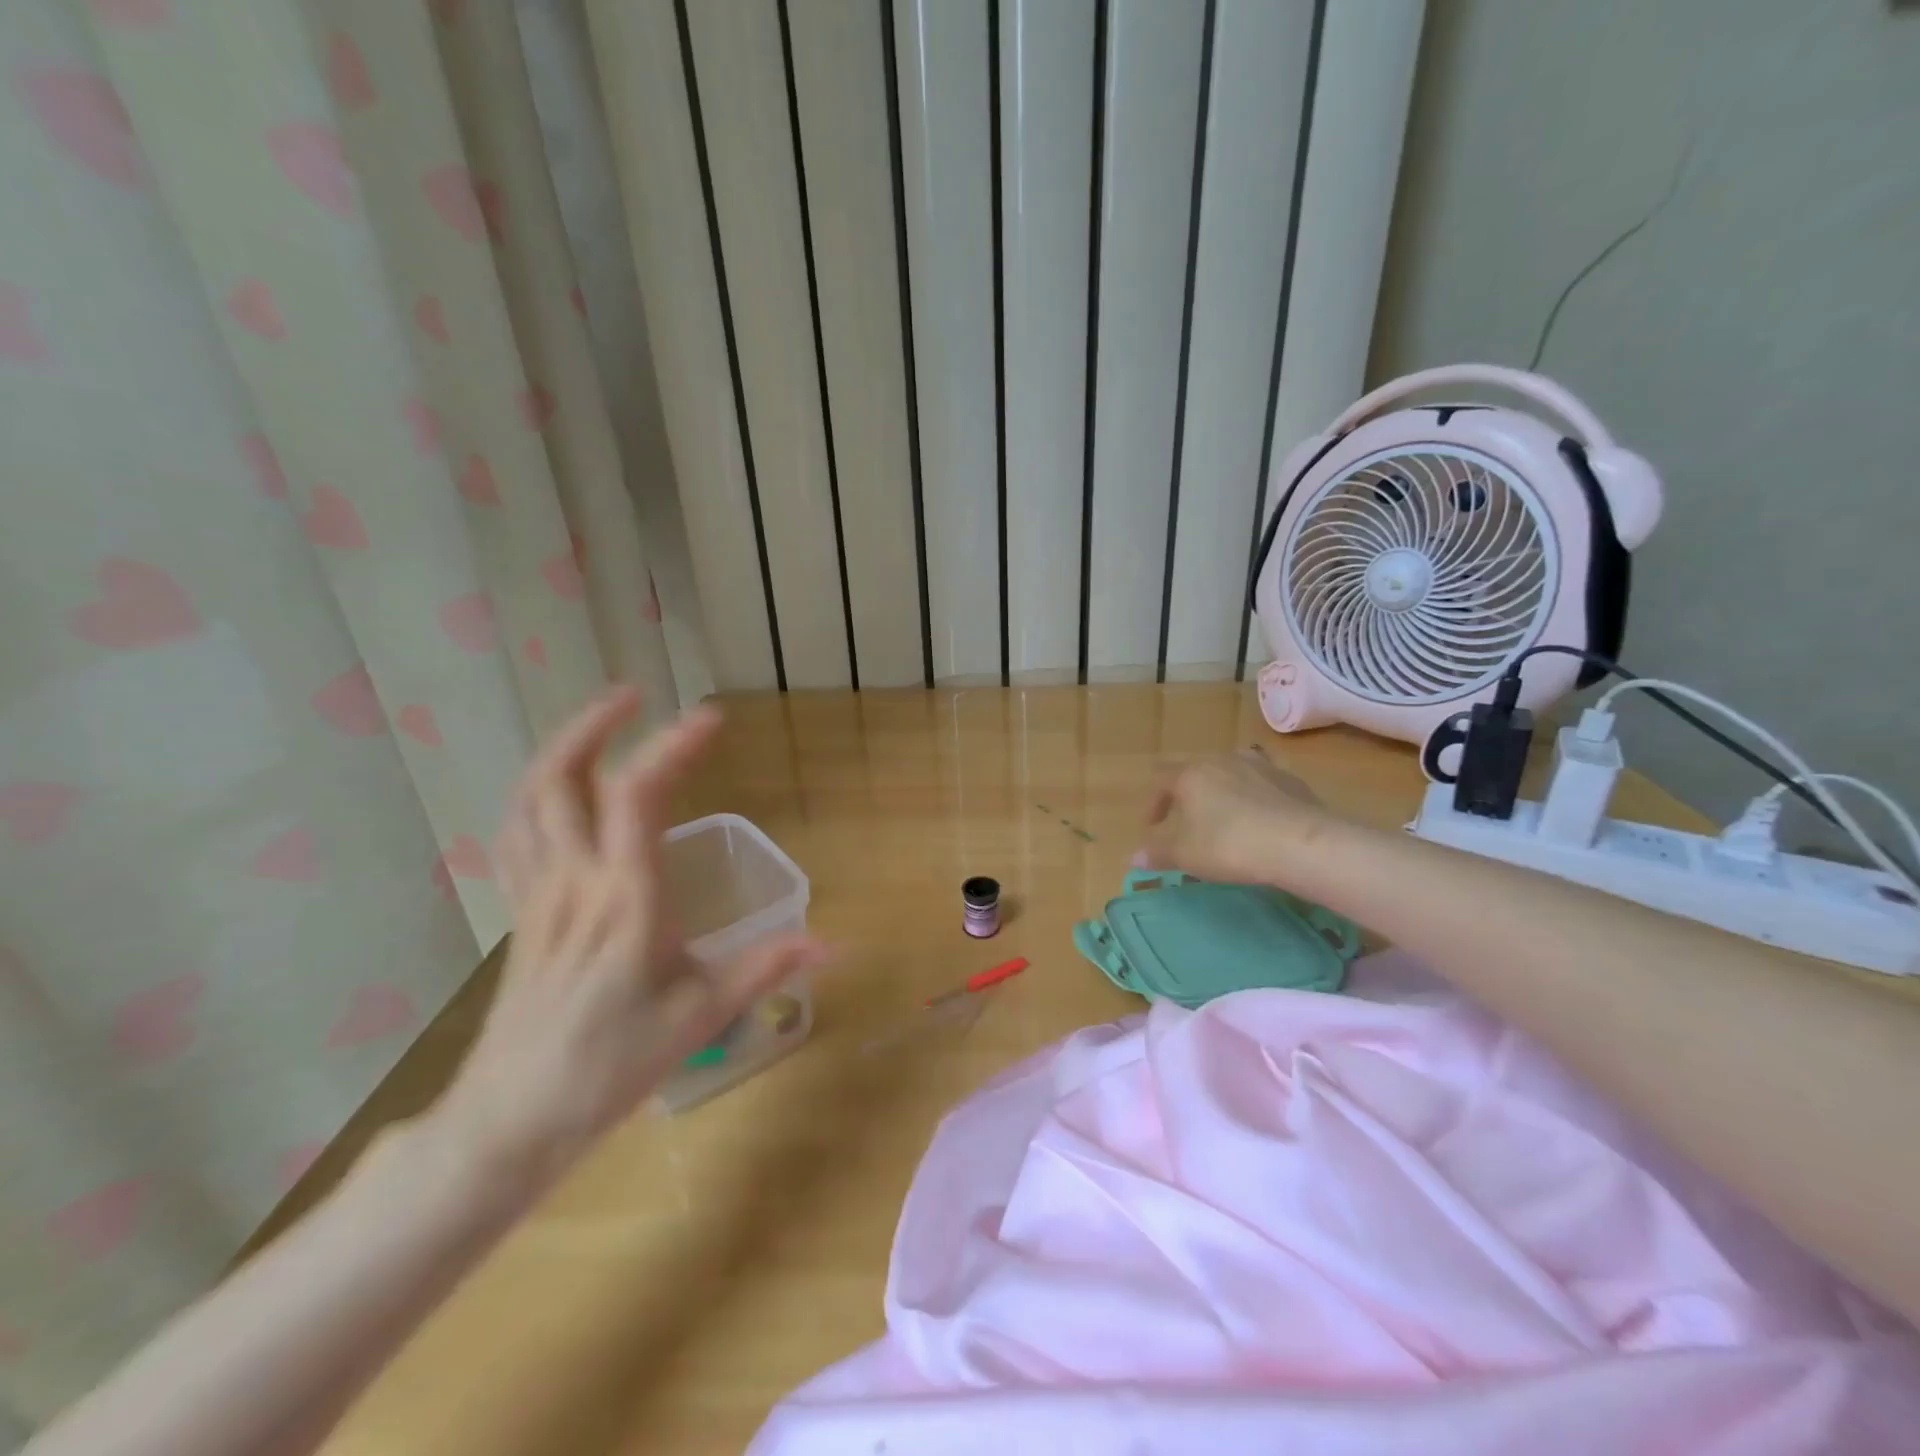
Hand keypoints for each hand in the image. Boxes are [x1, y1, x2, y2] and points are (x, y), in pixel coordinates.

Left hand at [435, 687, 827, 1188]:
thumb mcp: (699, 1018)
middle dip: (594, 725)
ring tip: (599, 726)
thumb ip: (763, 969)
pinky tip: (561, 793)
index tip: (711, 717)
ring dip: (559, 750)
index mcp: (624, 900)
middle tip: (634, 695)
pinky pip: (517, 833)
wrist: (508, 1121)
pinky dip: (537, 794)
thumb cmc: (609, 1068)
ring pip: (527, 800)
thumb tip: (830, 944)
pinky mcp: (522, 913)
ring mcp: (538, 895)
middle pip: (559, 778)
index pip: (637, 798)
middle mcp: (574, 882)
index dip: (671, 746)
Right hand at [1141, 747, 1332, 885]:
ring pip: (1231, 773)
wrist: (1302, 843)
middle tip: (1188, 823)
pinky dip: (1254, 799)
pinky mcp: (1290, 780)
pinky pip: (1262, 785)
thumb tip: (1134, 858)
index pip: (1160, 779)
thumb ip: (1157, 853)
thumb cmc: (1230, 845)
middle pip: (1196, 771)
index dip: (1153, 803)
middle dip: (1187, 795)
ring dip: (1222, 793)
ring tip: (1226, 819)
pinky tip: (1261, 824)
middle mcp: (1222, 761)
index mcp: (1191, 774)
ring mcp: (1260, 766)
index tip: (1153, 828)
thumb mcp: (1186, 855)